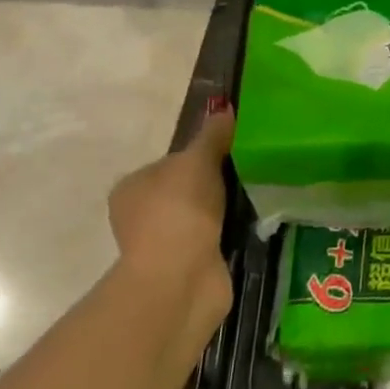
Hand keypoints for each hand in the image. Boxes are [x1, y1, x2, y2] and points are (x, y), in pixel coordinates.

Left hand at [108, 103, 234, 320]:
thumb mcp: (199, 159)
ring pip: (201, 215)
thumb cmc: (180, 210)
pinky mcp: (186, 268)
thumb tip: (225, 108)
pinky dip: (229, 232)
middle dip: (215, 182)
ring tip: (257, 193)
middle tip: (248, 169)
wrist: (180, 279)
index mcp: (132, 187)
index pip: (170, 162)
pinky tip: (251, 223)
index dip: (200, 153)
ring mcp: (163, 245)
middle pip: (187, 188)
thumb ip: (212, 134)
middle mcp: (141, 216)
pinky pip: (213, 239)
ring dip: (224, 208)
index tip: (231, 150)